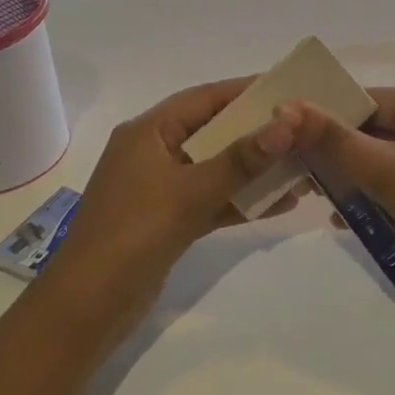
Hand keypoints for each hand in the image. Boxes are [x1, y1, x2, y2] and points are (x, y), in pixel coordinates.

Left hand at [38, 79, 299, 321]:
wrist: (89, 306)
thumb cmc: (133, 234)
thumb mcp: (190, 193)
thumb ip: (240, 160)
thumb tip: (286, 124)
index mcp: (148, 132)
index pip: (204, 98)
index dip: (246, 91)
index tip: (290, 89)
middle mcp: (154, 152)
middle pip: (214, 132)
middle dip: (258, 132)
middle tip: (305, 129)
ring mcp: (162, 188)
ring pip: (217, 168)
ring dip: (256, 169)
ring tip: (303, 167)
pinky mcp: (170, 220)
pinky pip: (213, 199)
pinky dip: (242, 200)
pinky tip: (282, 203)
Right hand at [271, 87, 394, 266]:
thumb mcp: (387, 169)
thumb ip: (334, 140)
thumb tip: (285, 107)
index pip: (369, 98)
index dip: (328, 112)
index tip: (287, 131)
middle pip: (373, 132)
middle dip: (336, 152)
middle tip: (296, 170)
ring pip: (382, 165)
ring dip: (351, 180)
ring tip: (315, 197)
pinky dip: (373, 202)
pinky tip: (345, 221)